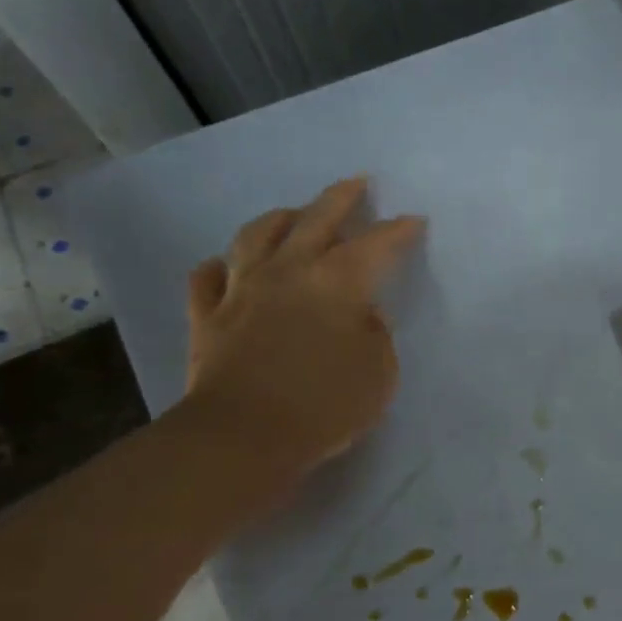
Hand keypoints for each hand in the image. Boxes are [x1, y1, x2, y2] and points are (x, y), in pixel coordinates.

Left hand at [183, 178, 422, 478]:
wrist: (243, 436)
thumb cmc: (326, 404)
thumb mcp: (379, 372)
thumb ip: (376, 335)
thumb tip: (362, 314)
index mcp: (339, 282)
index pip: (377, 244)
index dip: (398, 230)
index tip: (413, 221)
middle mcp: (290, 271)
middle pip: (316, 219)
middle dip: (341, 198)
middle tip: (356, 183)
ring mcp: (243, 289)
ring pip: (257, 236)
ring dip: (279, 218)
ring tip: (292, 213)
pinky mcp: (208, 316)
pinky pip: (207, 278)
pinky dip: (220, 267)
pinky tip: (225, 265)